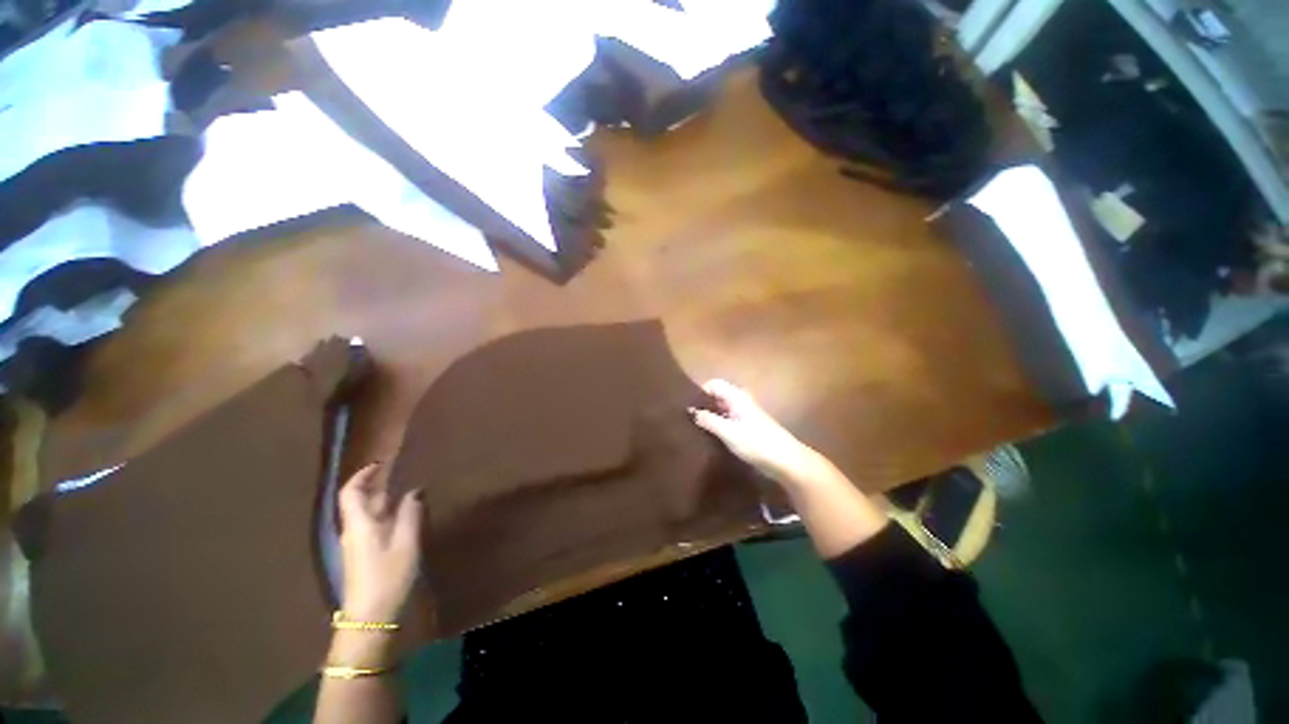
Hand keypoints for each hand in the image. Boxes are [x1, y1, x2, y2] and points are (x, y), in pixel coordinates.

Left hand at [337, 463, 423, 622]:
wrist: (371, 618)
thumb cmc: (387, 577)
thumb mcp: (406, 543)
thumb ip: (410, 514)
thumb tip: (414, 491)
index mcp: (359, 525)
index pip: (351, 492)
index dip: (362, 475)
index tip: (381, 463)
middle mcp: (354, 531)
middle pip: (360, 502)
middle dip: (378, 485)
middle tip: (401, 472)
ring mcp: (358, 545)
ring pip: (368, 515)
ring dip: (384, 500)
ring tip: (408, 490)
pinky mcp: (364, 556)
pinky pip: (374, 527)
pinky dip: (387, 515)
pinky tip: (406, 516)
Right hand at [690, 379, 817, 485]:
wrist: (786, 461)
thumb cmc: (757, 443)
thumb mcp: (728, 432)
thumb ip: (709, 420)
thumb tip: (691, 411)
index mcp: (737, 396)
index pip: (713, 384)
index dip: (699, 392)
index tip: (687, 405)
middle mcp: (741, 400)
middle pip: (717, 395)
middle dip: (703, 403)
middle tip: (687, 416)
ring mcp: (745, 413)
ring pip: (722, 407)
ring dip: (710, 413)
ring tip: (694, 425)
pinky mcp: (747, 426)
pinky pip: (727, 417)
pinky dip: (718, 422)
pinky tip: (710, 434)